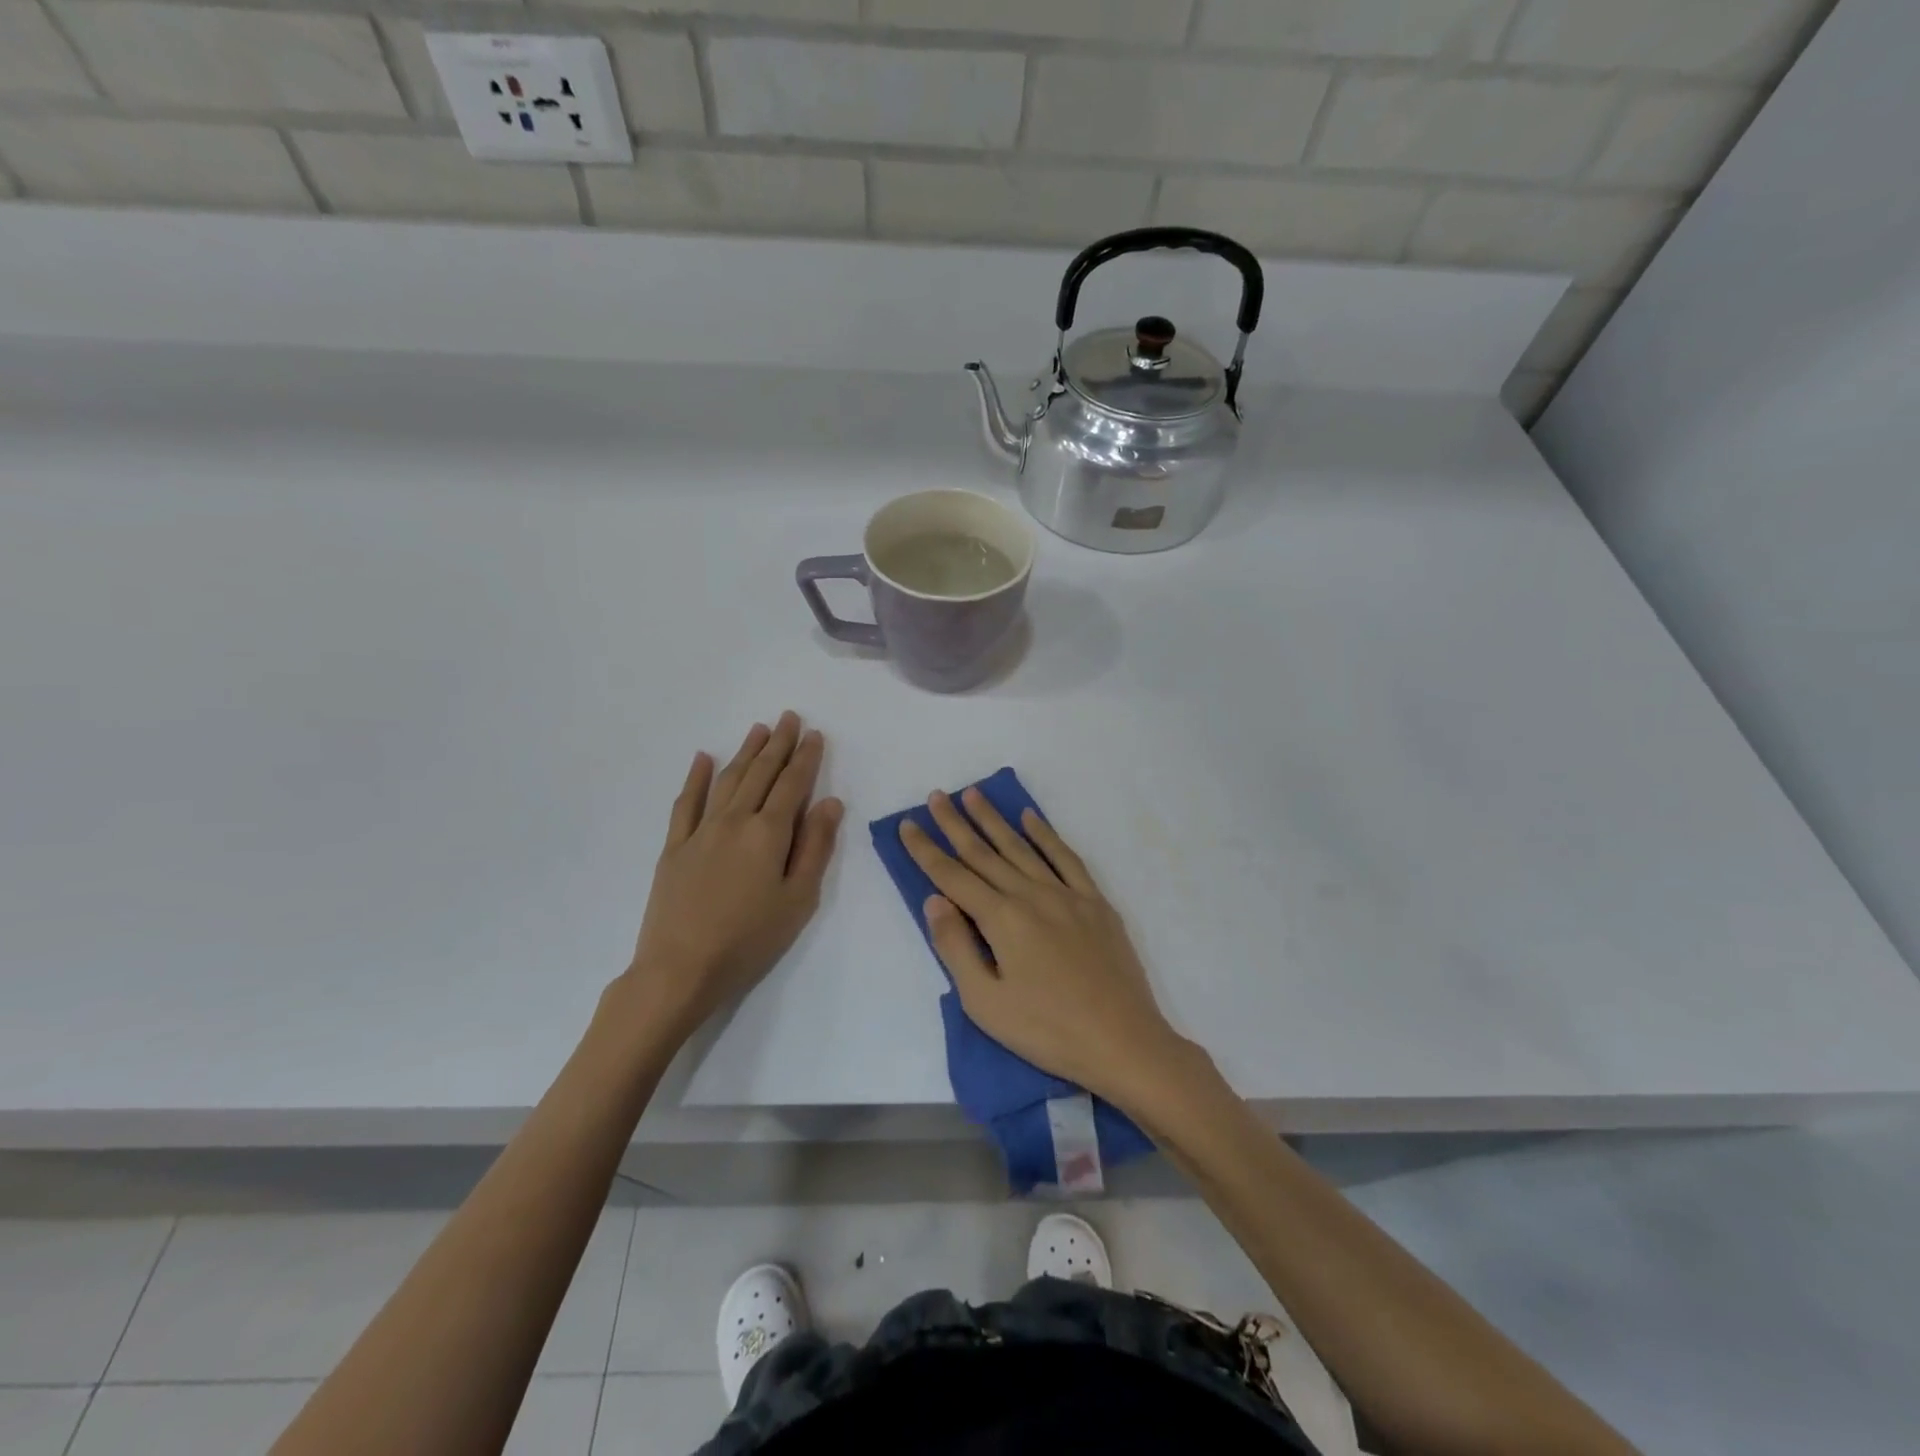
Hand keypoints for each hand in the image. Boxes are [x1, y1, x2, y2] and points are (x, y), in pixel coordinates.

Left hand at [613, 713, 842, 1048]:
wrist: (681, 969)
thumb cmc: (750, 939)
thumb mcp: (798, 899)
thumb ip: (815, 847)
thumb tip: (830, 802)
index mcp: (768, 833)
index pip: (793, 784)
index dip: (806, 758)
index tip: (814, 734)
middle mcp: (735, 820)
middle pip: (760, 773)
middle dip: (778, 743)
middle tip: (789, 717)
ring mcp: (701, 831)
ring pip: (727, 780)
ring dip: (745, 752)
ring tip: (758, 729)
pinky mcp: (675, 847)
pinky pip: (686, 803)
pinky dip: (695, 778)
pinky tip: (702, 758)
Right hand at [899, 788, 1187, 1107]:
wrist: (1123, 1041)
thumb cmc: (1047, 1031)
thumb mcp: (986, 1002)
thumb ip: (955, 947)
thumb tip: (934, 899)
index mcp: (1002, 919)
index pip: (953, 876)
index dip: (926, 850)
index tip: (907, 824)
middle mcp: (1031, 895)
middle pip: (984, 853)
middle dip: (956, 823)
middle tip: (936, 796)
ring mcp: (1067, 894)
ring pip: (1022, 847)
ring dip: (994, 820)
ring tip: (974, 794)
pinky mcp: (1095, 902)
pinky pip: (1066, 857)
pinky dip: (1046, 834)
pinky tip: (1031, 818)